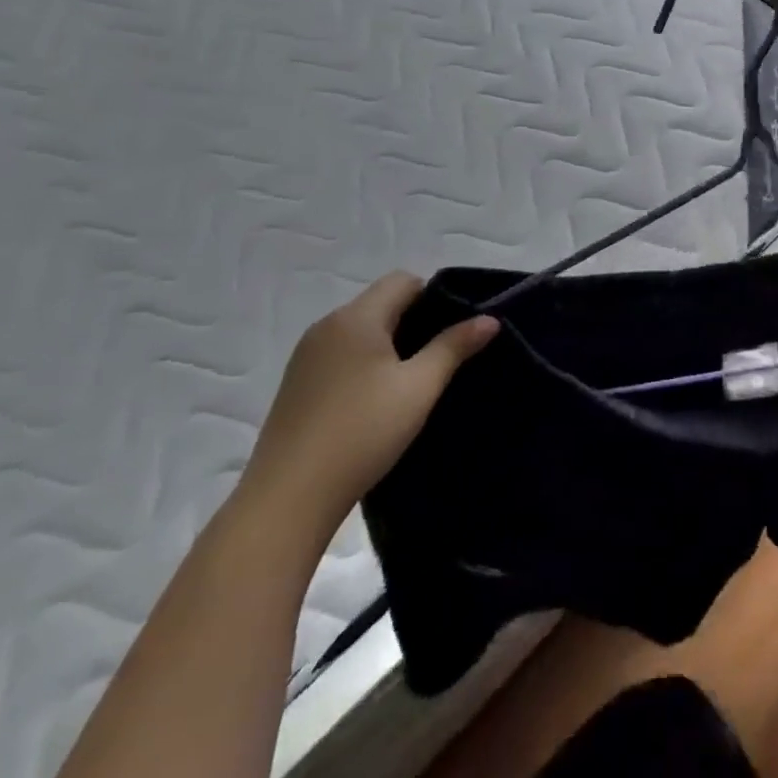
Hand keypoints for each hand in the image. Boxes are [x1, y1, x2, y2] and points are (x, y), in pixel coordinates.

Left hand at [239, 273, 496, 532]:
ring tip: (412, 381)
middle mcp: (326, 326)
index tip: (454, 330)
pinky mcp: (296, 384)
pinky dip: (364, 363)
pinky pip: (341, 354)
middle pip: (381, 303)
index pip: (403, 280)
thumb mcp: (420, 388)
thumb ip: (454, 346)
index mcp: (356, 318)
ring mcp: (305, 356)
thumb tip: (490, 318)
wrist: (288, 497)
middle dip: (414, 321)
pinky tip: (375, 401)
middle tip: (441, 357)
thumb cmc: (362, 432)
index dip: (434, 296)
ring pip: (360, 330)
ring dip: (389, 344)